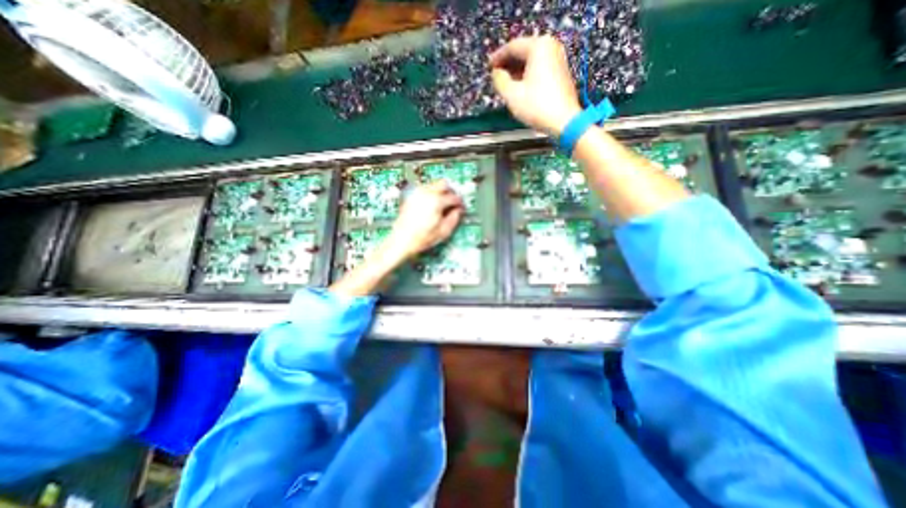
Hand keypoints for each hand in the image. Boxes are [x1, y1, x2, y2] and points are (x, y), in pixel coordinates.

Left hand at [329, 181, 462, 297]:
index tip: (460, 208)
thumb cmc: (419, 239)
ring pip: (433, 185)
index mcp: (436, 202)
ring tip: (442, 205)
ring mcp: (416, 194)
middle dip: (450, 192)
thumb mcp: (443, 232)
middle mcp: (425, 194)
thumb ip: (454, 219)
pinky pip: (424, 189)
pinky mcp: (410, 198)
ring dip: (440, 192)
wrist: (400, 242)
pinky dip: (431, 194)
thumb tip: (458, 212)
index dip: (460, 203)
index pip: (453, 197)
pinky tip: (432, 205)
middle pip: (443, 184)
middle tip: (453, 202)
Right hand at [489, 36, 578, 136]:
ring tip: (505, 83)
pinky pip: (539, 68)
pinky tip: (519, 87)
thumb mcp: (511, 94)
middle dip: (508, 64)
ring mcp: (558, 59)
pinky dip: (527, 75)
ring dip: (516, 71)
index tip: (488, 66)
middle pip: (523, 52)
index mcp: (538, 47)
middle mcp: (550, 47)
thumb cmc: (536, 106)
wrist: (563, 121)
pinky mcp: (560, 72)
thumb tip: (496, 73)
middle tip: (495, 75)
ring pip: (531, 61)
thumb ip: (500, 80)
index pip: (512, 46)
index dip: (498, 57)